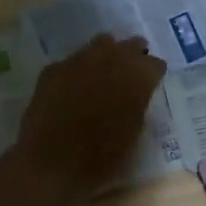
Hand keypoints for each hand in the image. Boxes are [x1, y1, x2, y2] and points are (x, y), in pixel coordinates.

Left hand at [13, 34, 165, 197]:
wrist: (51, 162)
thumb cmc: (101, 156)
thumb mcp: (133, 132)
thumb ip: (138, 104)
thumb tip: (135, 94)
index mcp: (138, 77)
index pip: (155, 64)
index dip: (153, 74)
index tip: (151, 83)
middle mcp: (111, 59)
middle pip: (131, 44)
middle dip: (133, 56)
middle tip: (131, 73)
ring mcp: (80, 59)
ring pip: (101, 43)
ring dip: (106, 55)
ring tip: (103, 74)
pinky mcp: (54, 68)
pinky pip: (73, 60)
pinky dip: (78, 70)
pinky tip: (73, 87)